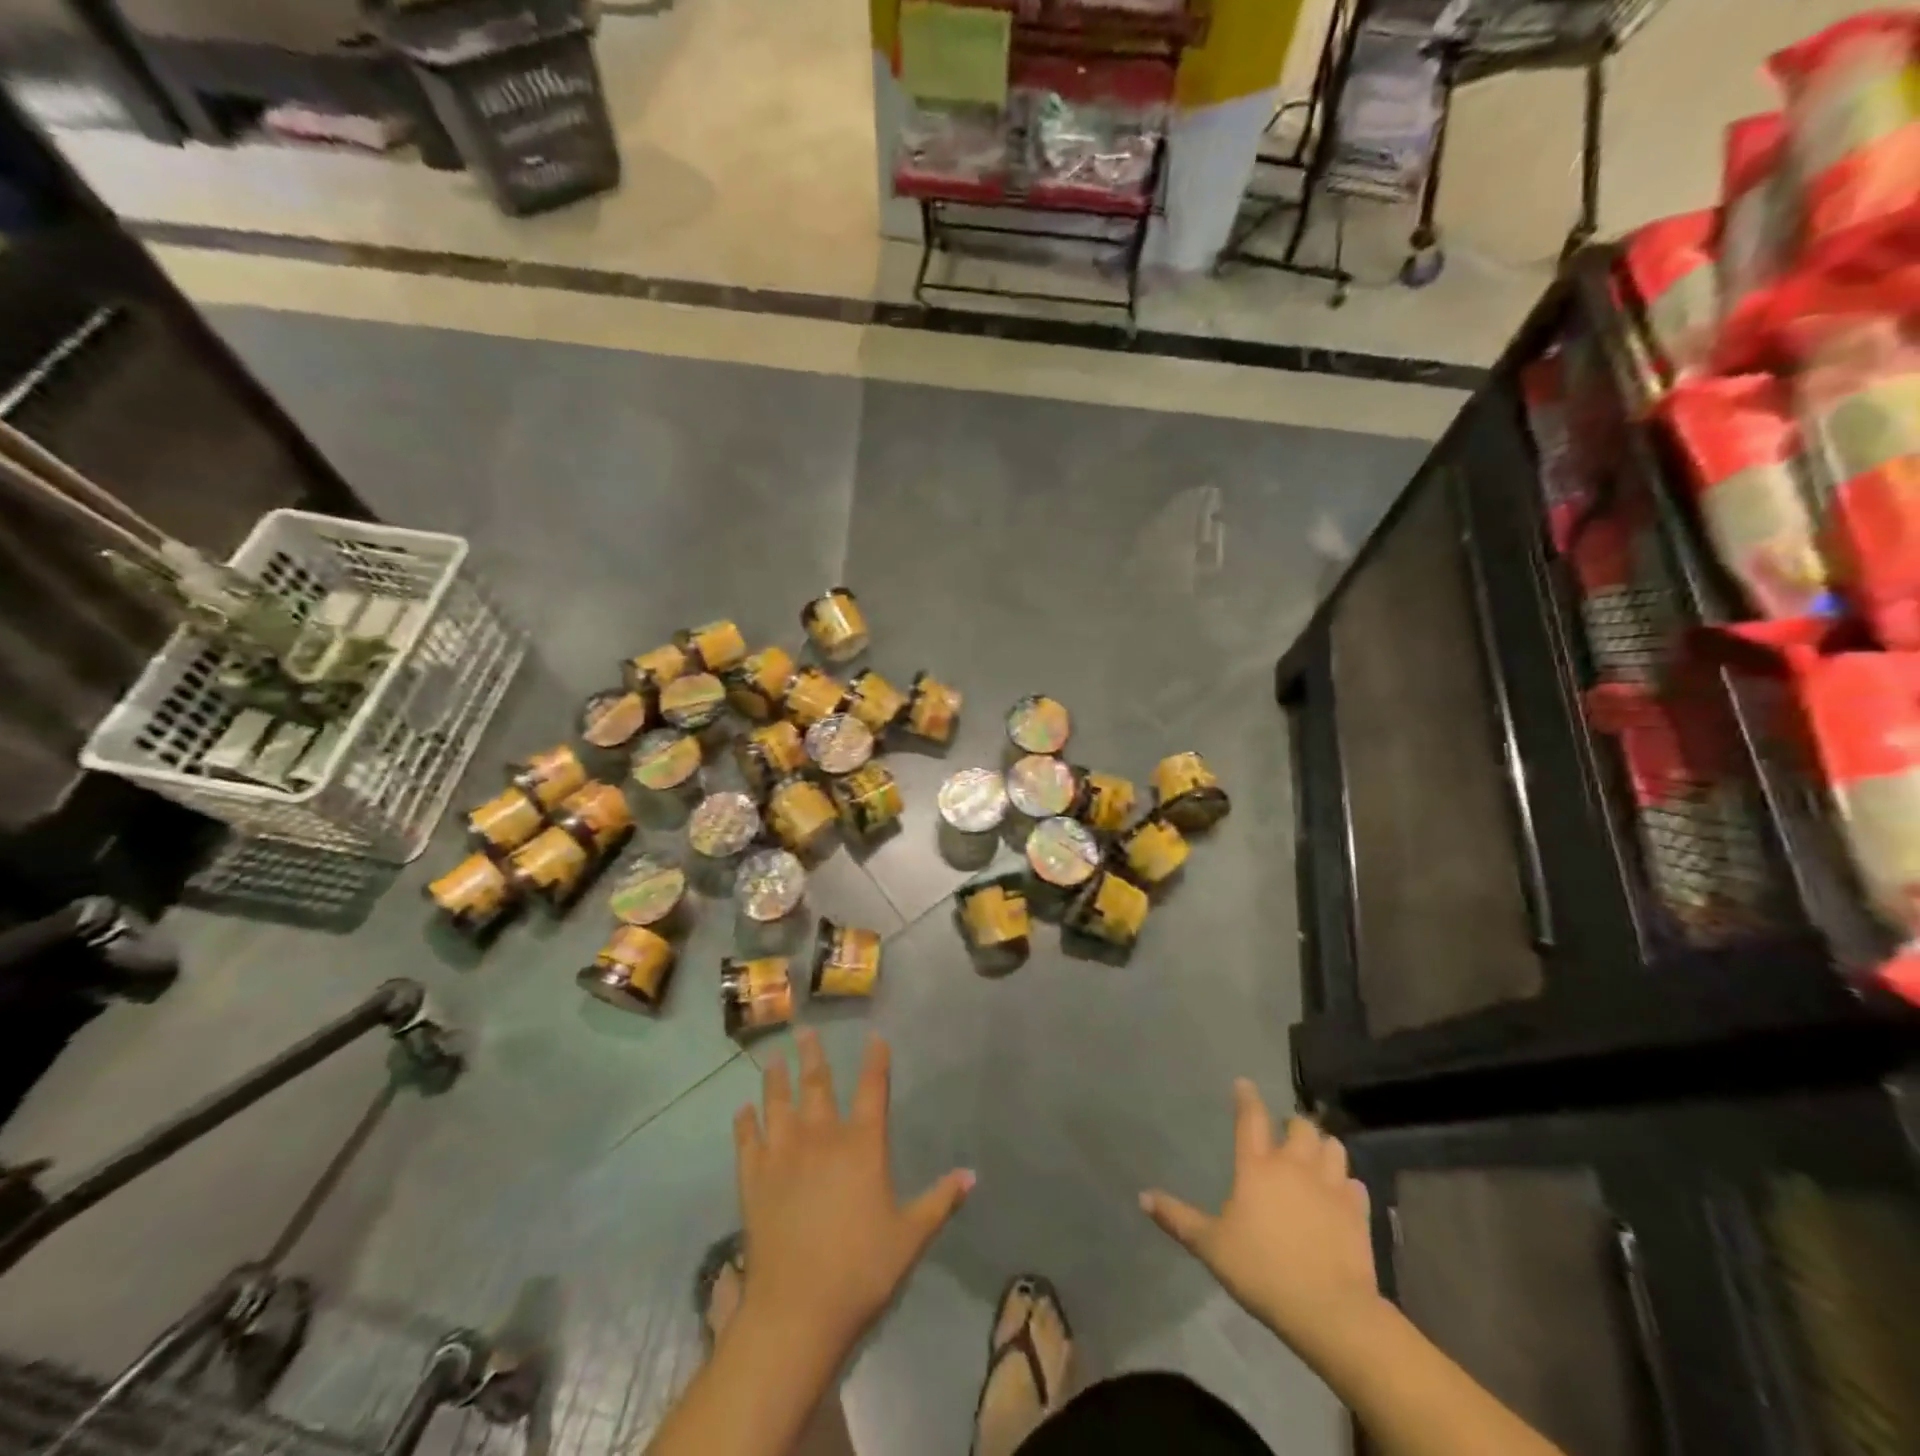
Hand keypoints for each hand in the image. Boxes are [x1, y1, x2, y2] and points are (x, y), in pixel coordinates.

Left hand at [733, 1030, 973, 1359]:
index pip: (873, 1089)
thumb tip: (972, 1175)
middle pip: (817, 1084)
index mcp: (862, 1145)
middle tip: (804, 1030)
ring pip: (778, 1103)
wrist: (797, 1309)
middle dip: (812, 1055)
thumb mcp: (911, 1236)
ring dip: (775, 1077)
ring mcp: (783, 1154)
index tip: (875, 1037)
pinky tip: (743, 1110)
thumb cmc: (861, 1269)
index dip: (876, 1061)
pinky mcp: (754, 1178)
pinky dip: (745, 1123)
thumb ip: (940, 1201)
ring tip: (772, 1056)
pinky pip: (747, 1140)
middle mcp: (821, 1137)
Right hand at [1140, 1080, 1379, 1358]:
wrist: (1330, 1311)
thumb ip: (1178, 1218)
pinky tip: (1341, 1193)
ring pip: (1333, 1147)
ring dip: (1323, 1146)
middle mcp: (1294, 1166)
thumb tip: (1142, 1196)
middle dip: (1293, 1124)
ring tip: (1316, 1155)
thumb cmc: (1262, 1271)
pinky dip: (1347, 1183)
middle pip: (1300, 1127)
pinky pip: (1355, 1184)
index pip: (1251, 1118)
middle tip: (1285, 1132)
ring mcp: (1330, 1187)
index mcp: (1257, 1166)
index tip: (1244, 1084)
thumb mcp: (1211, 1246)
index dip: (1246, 1097)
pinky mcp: (1357, 1212)